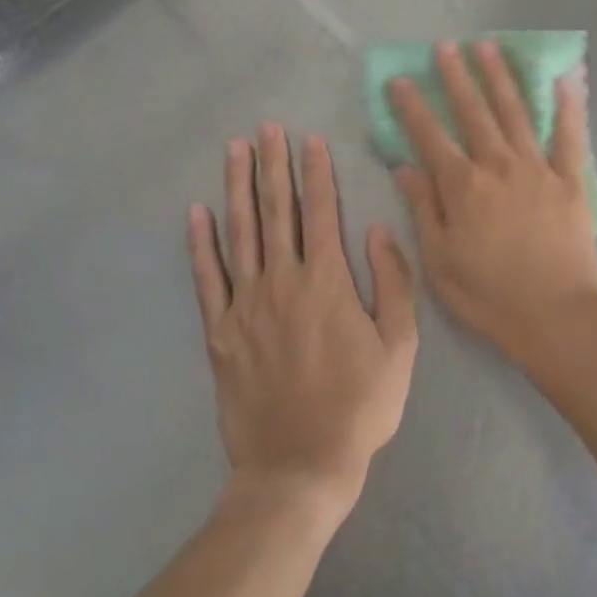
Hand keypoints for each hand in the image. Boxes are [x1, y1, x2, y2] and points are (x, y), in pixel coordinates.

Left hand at [187, 125, 417, 515]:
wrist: (299, 468)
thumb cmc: (359, 406)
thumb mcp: (400, 347)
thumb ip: (392, 282)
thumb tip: (377, 229)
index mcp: (327, 283)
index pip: (321, 212)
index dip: (316, 172)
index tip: (310, 139)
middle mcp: (282, 283)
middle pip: (277, 212)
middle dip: (273, 166)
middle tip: (267, 128)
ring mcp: (245, 306)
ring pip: (240, 234)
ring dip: (238, 188)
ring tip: (235, 151)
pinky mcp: (219, 334)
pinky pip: (207, 279)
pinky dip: (200, 244)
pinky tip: (197, 214)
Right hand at [389, 41, 596, 371]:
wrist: (556, 315)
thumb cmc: (490, 295)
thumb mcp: (440, 261)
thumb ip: (424, 209)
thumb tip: (405, 167)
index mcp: (463, 186)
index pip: (430, 136)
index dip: (412, 106)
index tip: (399, 79)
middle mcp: (499, 165)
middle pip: (474, 112)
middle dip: (457, 77)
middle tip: (446, 46)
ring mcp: (538, 168)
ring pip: (516, 112)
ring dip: (500, 78)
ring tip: (489, 47)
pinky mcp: (571, 179)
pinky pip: (570, 136)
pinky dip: (568, 107)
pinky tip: (565, 79)